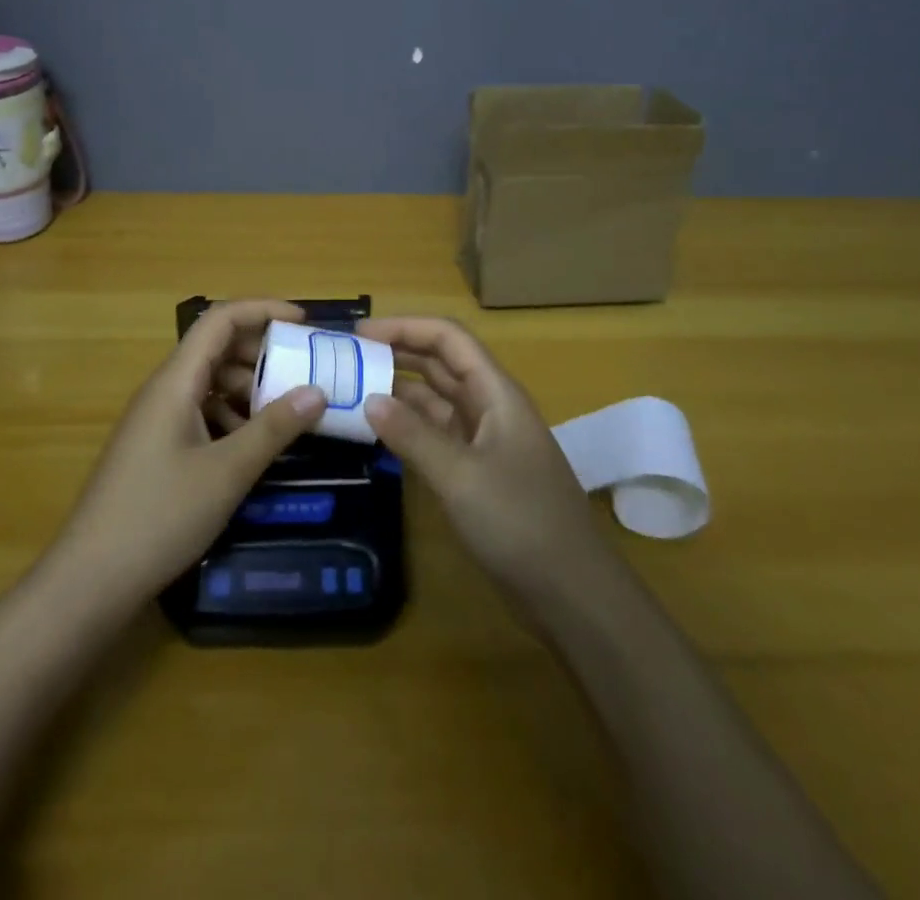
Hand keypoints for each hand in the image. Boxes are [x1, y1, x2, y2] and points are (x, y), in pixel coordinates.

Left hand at [54, 300, 326, 604]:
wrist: (90, 579)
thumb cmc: (160, 516)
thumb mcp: (227, 472)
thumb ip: (274, 428)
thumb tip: (318, 391)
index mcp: (175, 381)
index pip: (220, 320)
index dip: (263, 310)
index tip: (305, 323)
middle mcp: (164, 390)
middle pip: (216, 348)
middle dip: (263, 352)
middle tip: (306, 370)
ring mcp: (157, 420)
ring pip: (210, 383)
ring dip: (249, 388)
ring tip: (288, 411)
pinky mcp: (156, 447)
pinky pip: (201, 412)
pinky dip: (232, 416)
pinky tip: (253, 445)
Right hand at [359, 316, 612, 605]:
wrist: (572, 592)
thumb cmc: (521, 522)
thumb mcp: (461, 476)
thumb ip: (413, 436)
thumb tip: (368, 400)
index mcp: (496, 393)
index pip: (448, 339)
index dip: (405, 327)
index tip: (360, 332)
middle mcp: (490, 407)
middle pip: (440, 364)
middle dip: (396, 353)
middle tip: (347, 359)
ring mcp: (484, 440)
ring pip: (436, 400)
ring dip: (398, 392)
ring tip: (352, 391)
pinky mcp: (477, 471)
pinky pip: (436, 435)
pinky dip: (408, 427)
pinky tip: (377, 432)